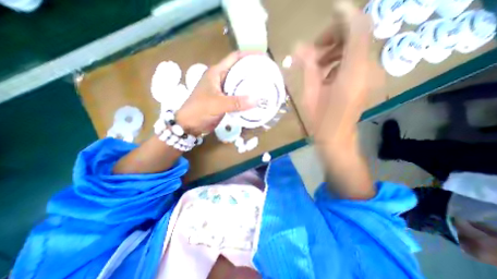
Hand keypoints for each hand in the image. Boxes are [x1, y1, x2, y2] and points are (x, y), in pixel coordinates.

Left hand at [174, 51, 260, 135]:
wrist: (190, 124)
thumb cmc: (199, 110)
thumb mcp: (217, 104)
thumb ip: (236, 102)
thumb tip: (256, 100)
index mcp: (216, 72)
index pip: (235, 58)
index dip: (249, 55)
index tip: (263, 58)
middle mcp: (220, 79)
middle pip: (239, 70)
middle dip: (252, 70)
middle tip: (267, 74)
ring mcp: (223, 90)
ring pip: (239, 84)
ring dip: (250, 85)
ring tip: (264, 86)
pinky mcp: (225, 100)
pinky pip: (238, 96)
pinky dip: (246, 97)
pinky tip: (255, 99)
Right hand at [295, 9, 382, 143]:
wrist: (336, 138)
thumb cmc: (320, 120)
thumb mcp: (310, 94)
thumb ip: (308, 67)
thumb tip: (298, 47)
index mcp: (353, 73)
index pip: (358, 30)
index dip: (345, 16)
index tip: (330, 10)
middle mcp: (367, 70)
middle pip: (358, 36)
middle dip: (335, 36)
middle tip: (314, 49)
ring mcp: (370, 75)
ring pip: (357, 47)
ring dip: (336, 49)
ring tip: (317, 64)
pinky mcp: (367, 80)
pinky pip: (356, 60)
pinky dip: (340, 60)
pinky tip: (326, 74)